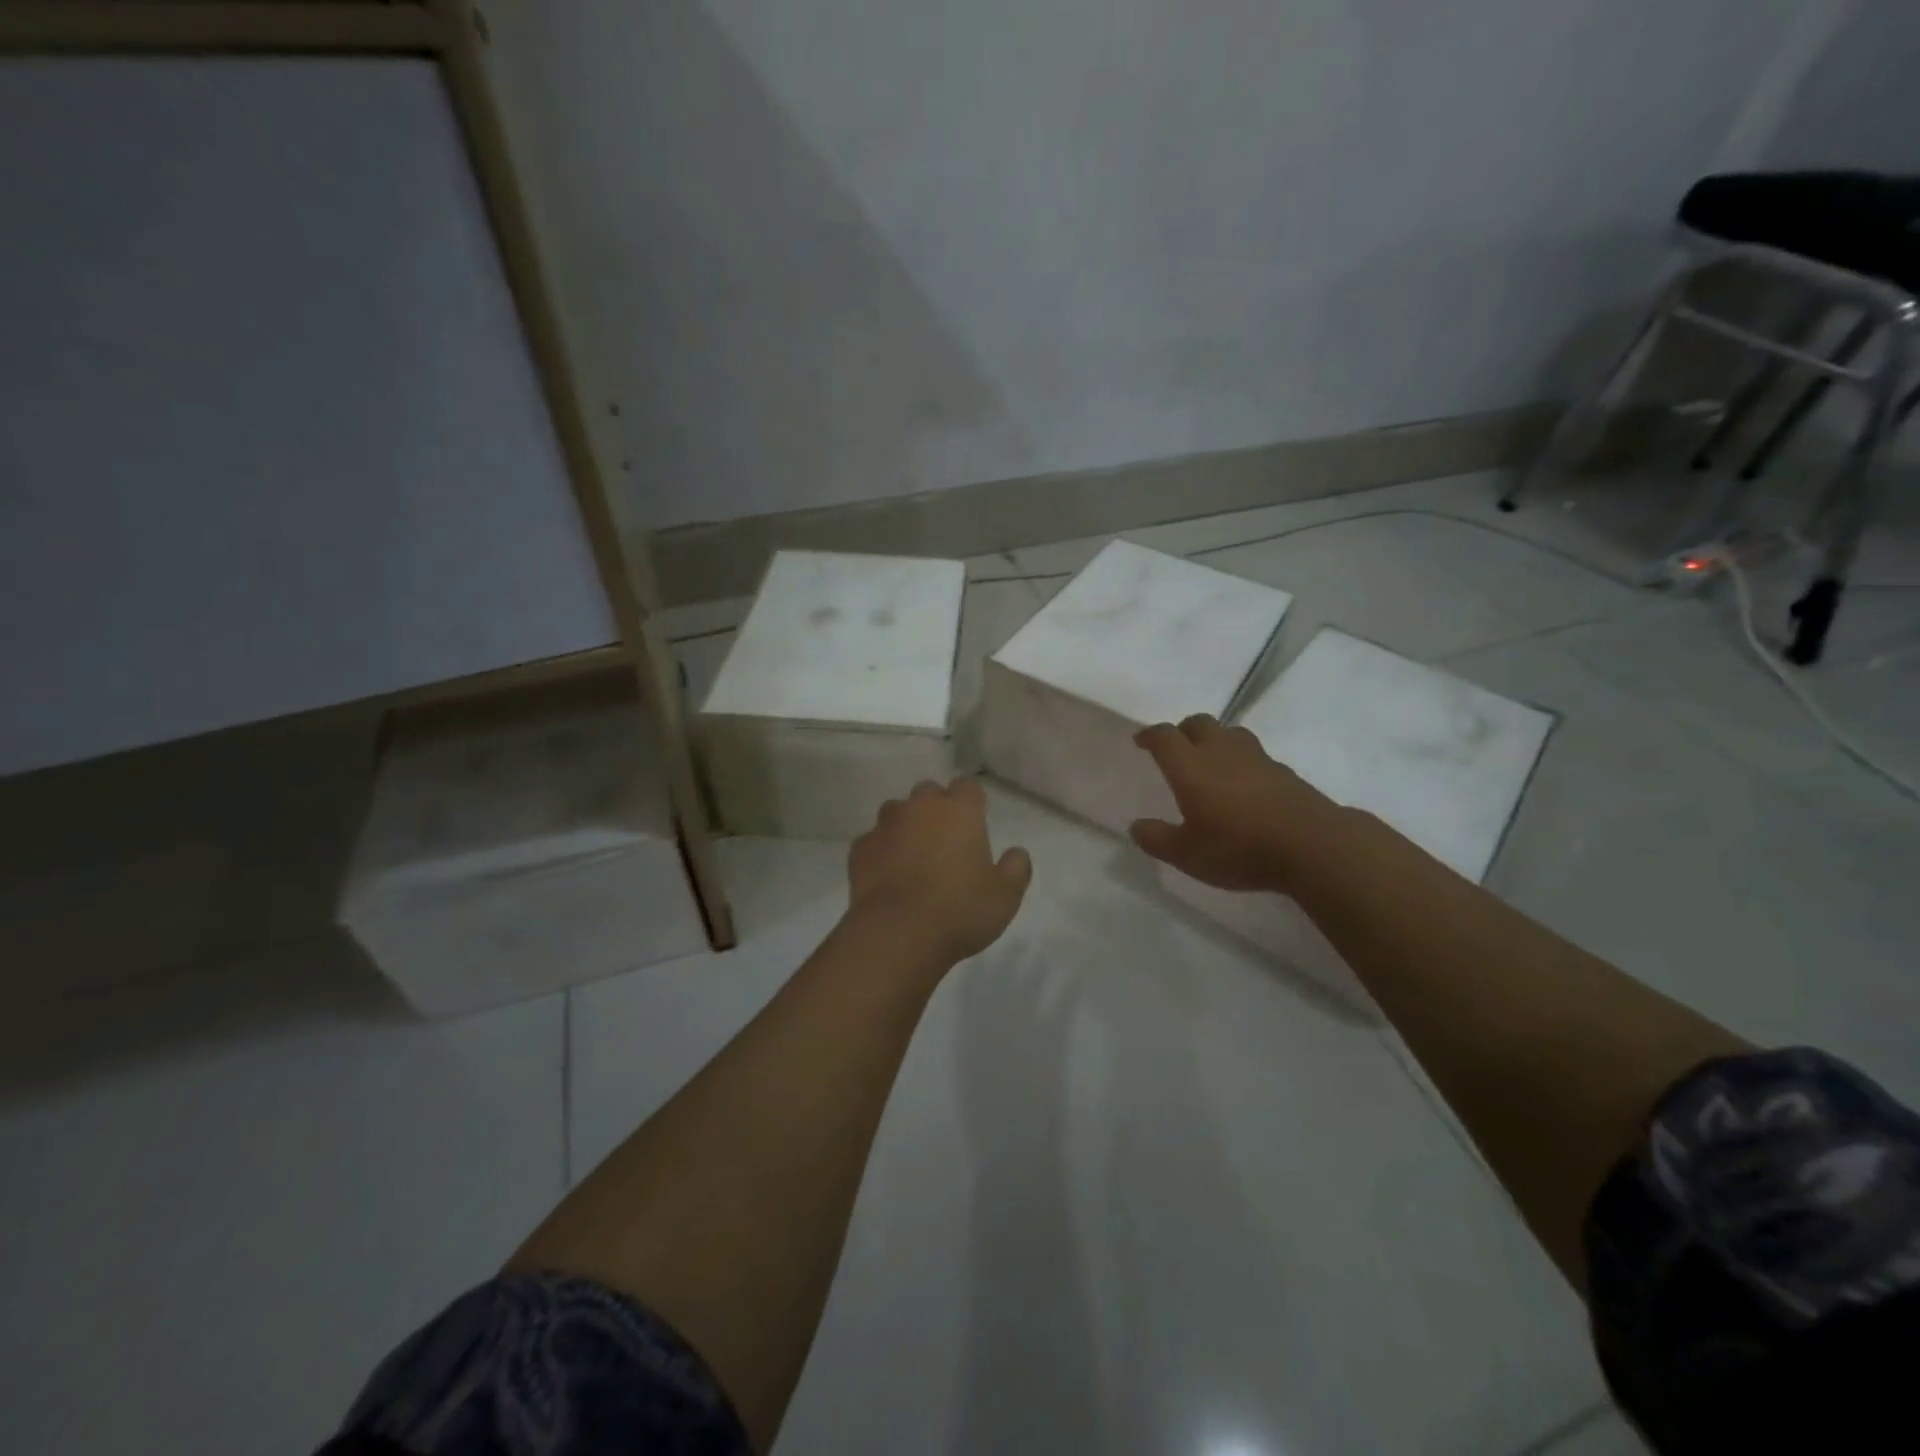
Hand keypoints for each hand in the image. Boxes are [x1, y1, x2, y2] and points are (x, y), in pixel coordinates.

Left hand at [848, 778, 1032, 966]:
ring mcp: (885, 826)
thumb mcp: (1005, 895)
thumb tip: (1017, 853)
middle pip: (929, 792)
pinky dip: (881, 851)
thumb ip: (1016, 868)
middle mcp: (920, 808)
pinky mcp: (860, 850)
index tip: (976, 821)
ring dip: (906, 826)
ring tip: (913, 856)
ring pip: (896, 812)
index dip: (972, 801)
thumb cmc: (959, 910)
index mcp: (959, 811)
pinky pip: (873, 841)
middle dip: (937, 808)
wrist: (897, 935)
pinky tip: (888, 876)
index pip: (968, 786)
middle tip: (946, 840)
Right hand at [1129, 714, 1345, 892]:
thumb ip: (1157, 839)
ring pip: (1230, 733)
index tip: (1141, 740)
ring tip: (1210, 760)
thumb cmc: (1239, 848)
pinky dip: (1241, 760)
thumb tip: (1137, 826)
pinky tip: (1244, 783)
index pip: (1164, 737)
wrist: (1313, 846)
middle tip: (1175, 747)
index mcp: (1190, 767)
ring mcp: (1257, 758)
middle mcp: (1221, 752)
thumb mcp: (1187, 855)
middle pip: (1199, 723)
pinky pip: (1254, 754)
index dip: (1150, 735)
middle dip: (1183, 731)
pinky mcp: (1283, 771)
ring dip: (1215, 739)